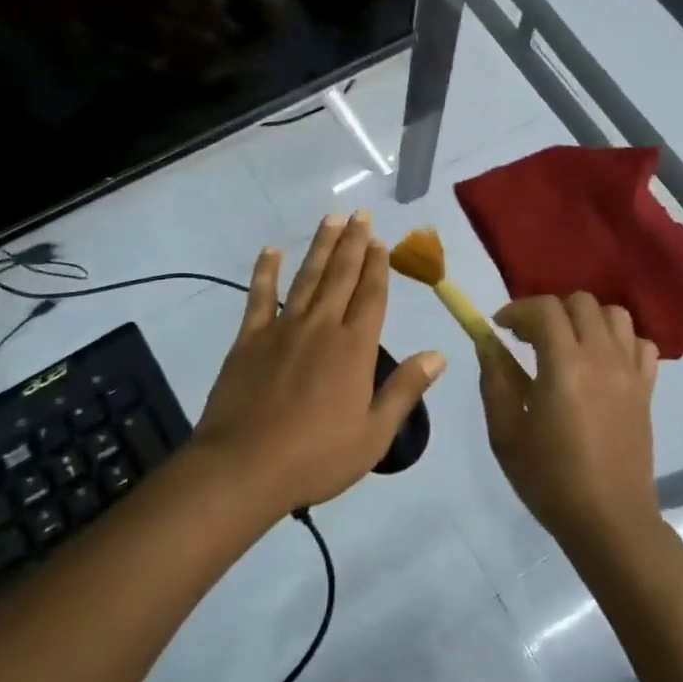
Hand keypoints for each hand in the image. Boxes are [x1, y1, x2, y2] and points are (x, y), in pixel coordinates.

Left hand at [192, 212, 446, 514]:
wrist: (244, 467)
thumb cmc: (316, 456)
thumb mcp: (374, 434)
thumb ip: (406, 390)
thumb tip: (439, 354)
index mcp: (355, 347)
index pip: (371, 295)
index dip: (378, 266)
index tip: (381, 240)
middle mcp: (322, 326)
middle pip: (342, 275)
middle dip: (354, 243)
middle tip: (360, 214)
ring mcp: (283, 328)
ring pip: (307, 277)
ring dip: (321, 247)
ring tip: (331, 220)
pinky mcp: (249, 339)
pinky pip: (259, 296)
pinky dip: (266, 271)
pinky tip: (271, 250)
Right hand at [479, 293, 660, 554]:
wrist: (609, 521)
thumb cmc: (550, 479)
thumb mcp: (506, 431)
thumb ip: (495, 378)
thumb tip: (488, 342)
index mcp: (565, 366)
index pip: (545, 309)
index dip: (518, 309)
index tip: (500, 327)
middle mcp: (602, 358)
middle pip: (581, 303)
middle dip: (550, 311)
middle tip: (529, 338)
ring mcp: (630, 372)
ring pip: (615, 315)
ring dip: (586, 320)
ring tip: (567, 345)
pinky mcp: (647, 389)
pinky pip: (640, 345)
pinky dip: (620, 341)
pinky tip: (601, 362)